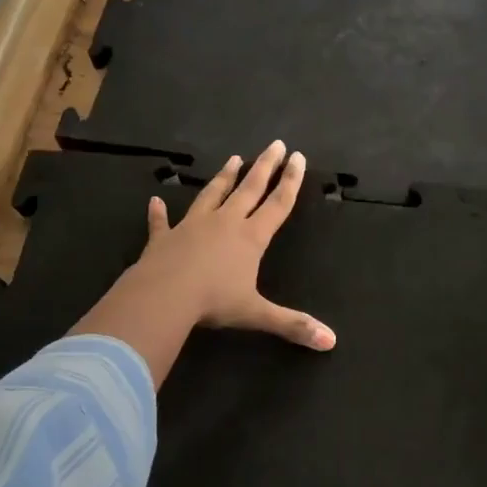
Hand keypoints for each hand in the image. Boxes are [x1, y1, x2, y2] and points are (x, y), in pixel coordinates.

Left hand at [132, 140, 334, 349]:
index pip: (277, 204)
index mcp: (250, 238)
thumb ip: (293, 324)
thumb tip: (331, 342)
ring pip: (212, 195)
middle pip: (249, 189)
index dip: (291, 181)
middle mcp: (224, 223)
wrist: (163, 296)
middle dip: (264, 166)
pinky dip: (159, 213)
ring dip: (224, 177)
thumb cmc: (213, 302)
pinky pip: (162, 223)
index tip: (299, 157)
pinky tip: (155, 201)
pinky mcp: (164, 238)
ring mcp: (192, 227)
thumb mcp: (257, 314)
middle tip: (275, 144)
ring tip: (234, 159)